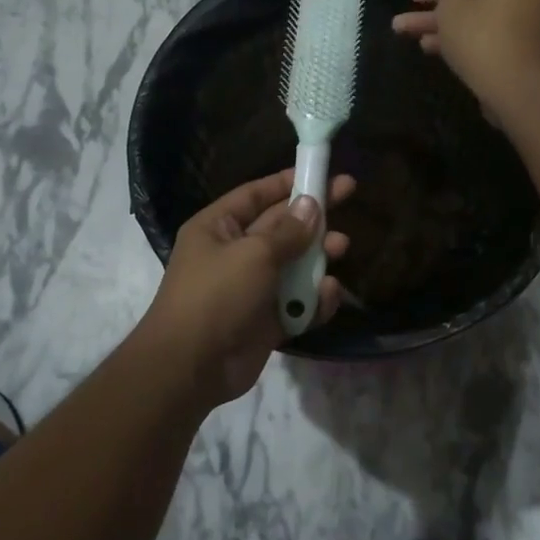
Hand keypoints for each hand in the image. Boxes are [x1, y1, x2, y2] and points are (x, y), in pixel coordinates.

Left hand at [142, 169, 354, 405]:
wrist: (191, 367)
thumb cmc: (216, 295)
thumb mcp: (253, 253)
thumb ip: (288, 231)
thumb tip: (311, 205)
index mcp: (218, 227)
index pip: (257, 194)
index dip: (288, 181)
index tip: (321, 171)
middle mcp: (234, 252)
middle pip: (281, 226)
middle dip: (313, 216)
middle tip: (349, 197)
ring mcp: (252, 288)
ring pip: (294, 264)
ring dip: (318, 256)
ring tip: (341, 248)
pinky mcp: (266, 320)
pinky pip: (297, 302)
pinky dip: (314, 299)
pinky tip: (328, 294)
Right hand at [391, 0, 539, 107]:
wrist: (521, 93)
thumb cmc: (485, 36)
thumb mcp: (454, 3)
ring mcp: (539, 18)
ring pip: (484, 11)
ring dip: (445, 19)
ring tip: (403, 28)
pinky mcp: (531, 46)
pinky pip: (496, 30)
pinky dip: (468, 35)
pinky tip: (429, 46)